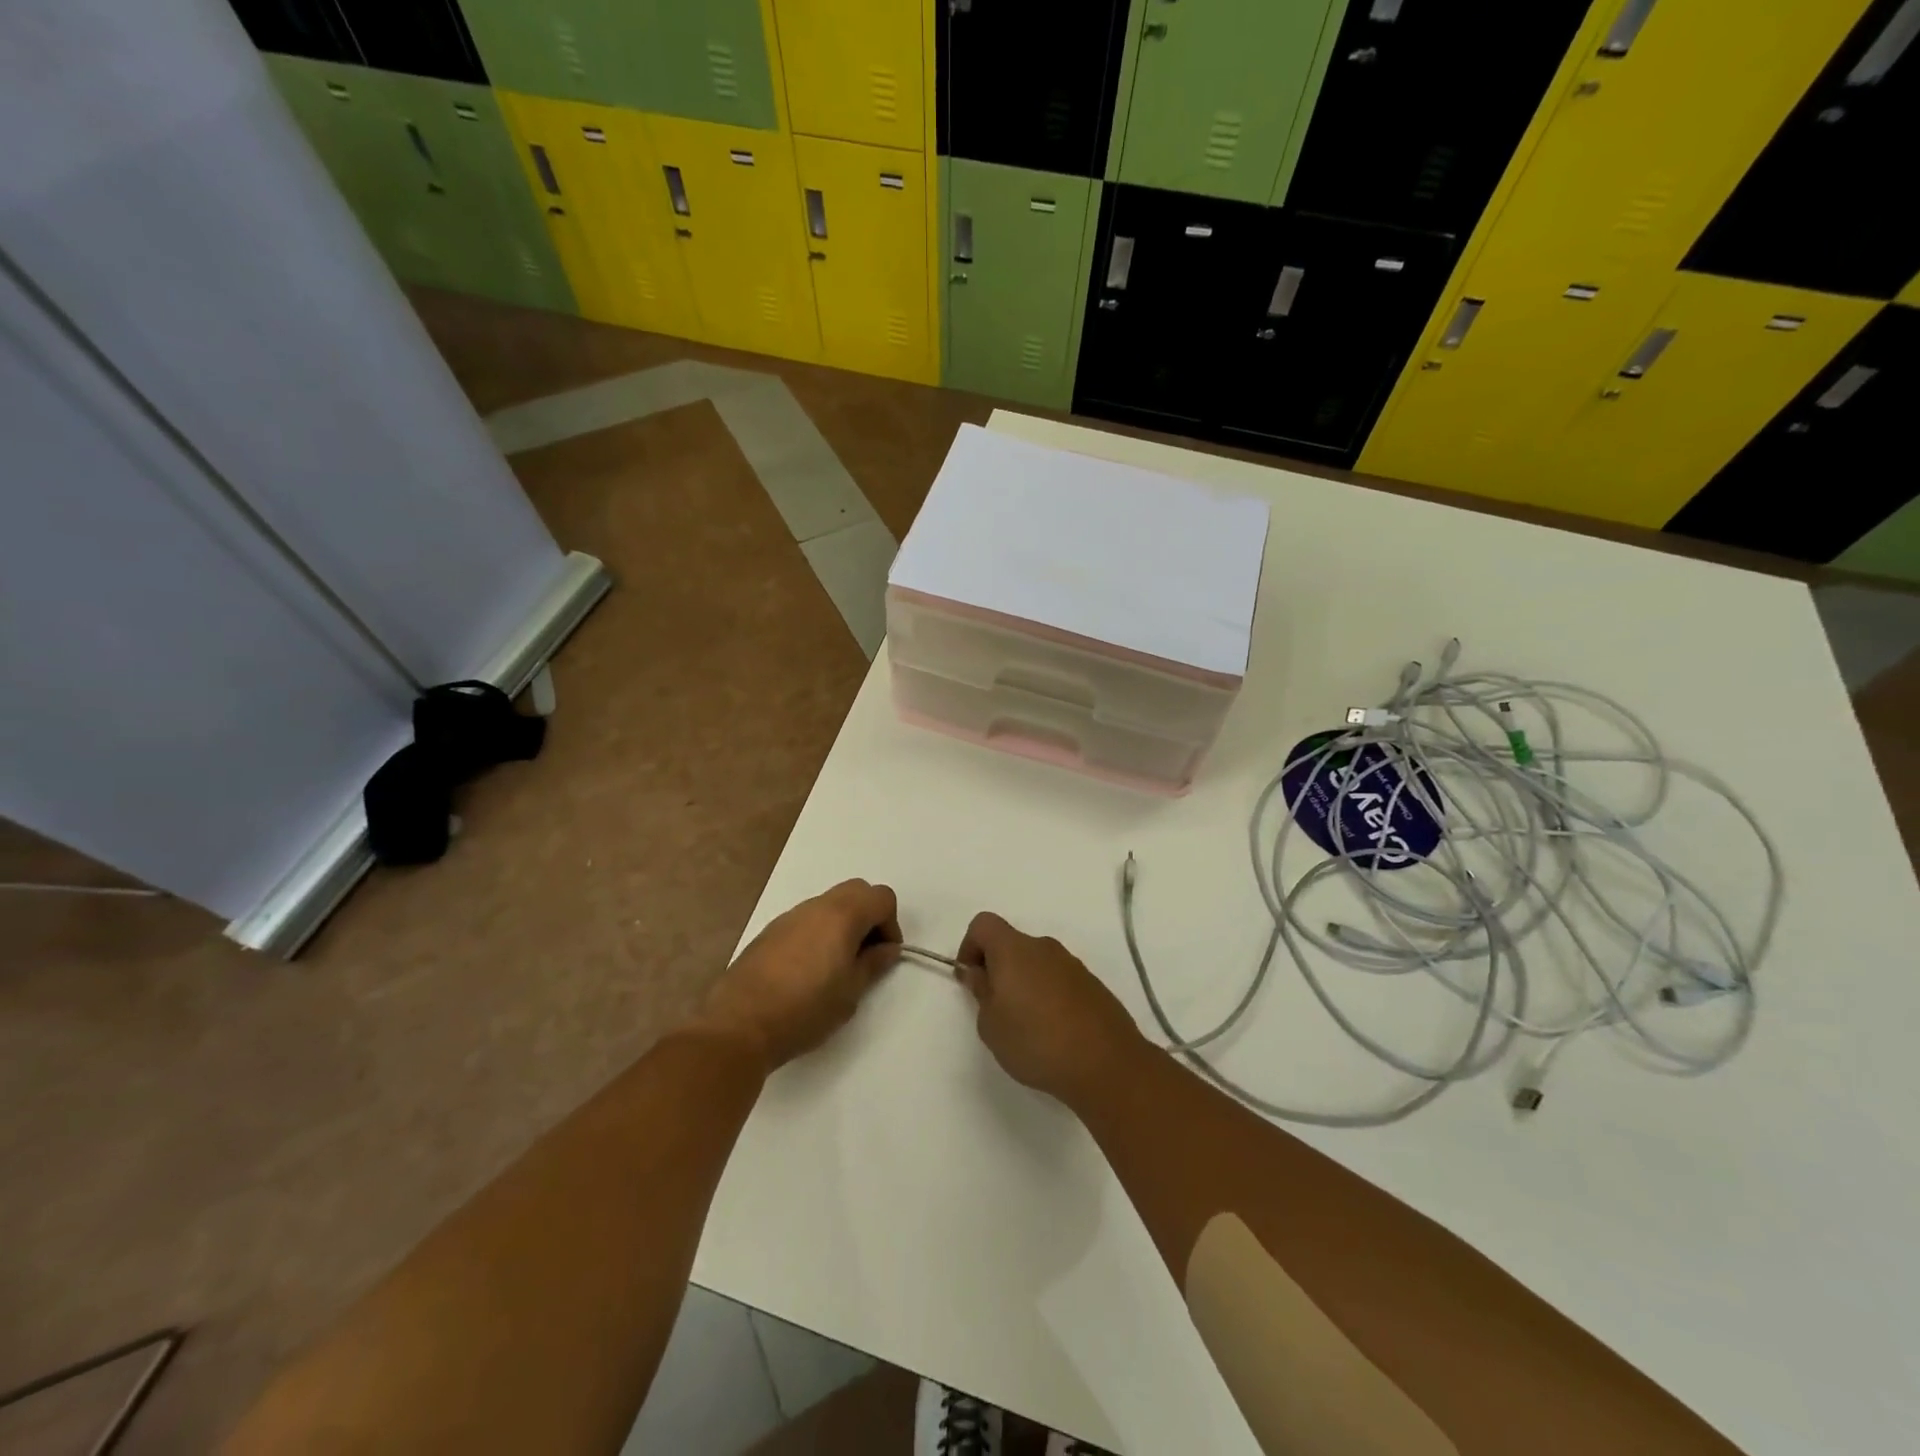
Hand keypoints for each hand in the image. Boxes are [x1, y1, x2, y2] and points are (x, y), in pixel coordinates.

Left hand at [701, 880, 900, 1068]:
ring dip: (843, 924)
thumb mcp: (850, 992)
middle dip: (869, 916)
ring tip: (836, 966)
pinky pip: (805, 919)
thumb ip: (873, 964)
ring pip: (829, 904)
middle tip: (865, 955)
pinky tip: (808, 971)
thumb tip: (887, 949)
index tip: (884, 955)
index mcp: (842, 915)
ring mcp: (789, 916)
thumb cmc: (805, 1009)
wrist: (739, 1024)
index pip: (881, 897)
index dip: (891, 924)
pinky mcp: (769, 931)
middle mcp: (816, 906)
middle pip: (856, 891)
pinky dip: (818, 932)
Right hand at [956, 912, 1147, 1107]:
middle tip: (996, 1008)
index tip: (971, 980)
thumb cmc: (1036, 1041)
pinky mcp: (1092, 985)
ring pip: (1037, 963)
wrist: (1106, 1063)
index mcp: (1014, 949)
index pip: (983, 924)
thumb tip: (980, 973)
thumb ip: (981, 992)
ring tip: (1026, 1025)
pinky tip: (1053, 1031)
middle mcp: (1044, 947)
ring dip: (1024, 982)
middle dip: (997, 968)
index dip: (970, 946)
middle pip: (1011, 943)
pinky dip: (1048, 995)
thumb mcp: (991, 1025)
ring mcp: (1072, 964)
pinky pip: (1059, 979)